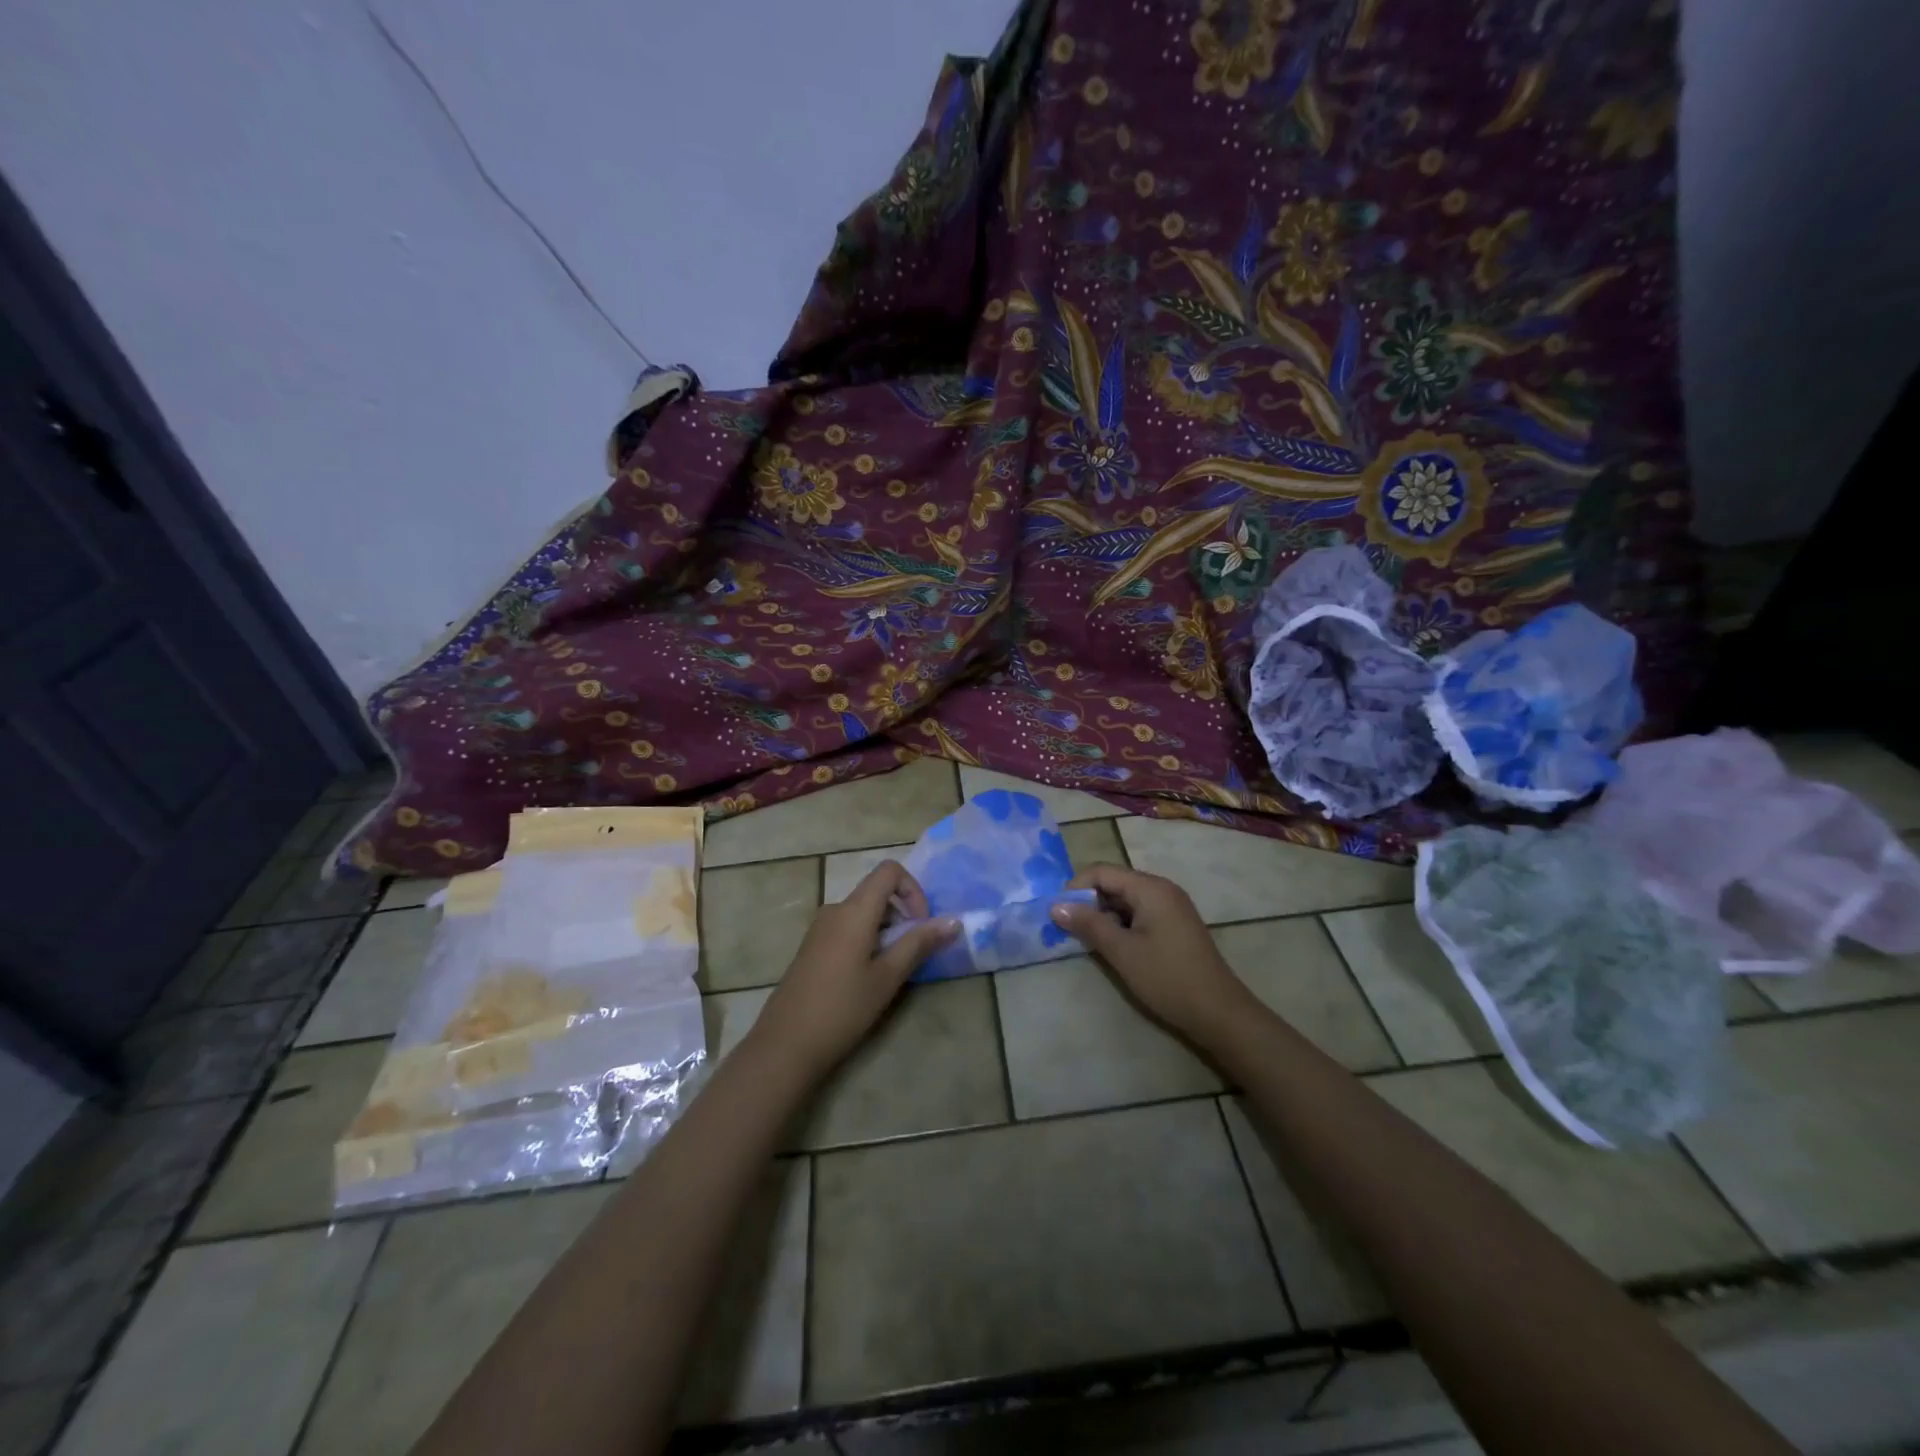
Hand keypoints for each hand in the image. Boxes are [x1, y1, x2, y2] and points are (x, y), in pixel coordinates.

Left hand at [753, 861, 957, 1076]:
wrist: (785, 1044)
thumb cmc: (843, 1008)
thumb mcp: (888, 977)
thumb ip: (919, 944)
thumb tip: (953, 920)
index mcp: (854, 910)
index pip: (889, 871)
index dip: (913, 889)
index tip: (921, 924)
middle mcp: (835, 909)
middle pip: (876, 892)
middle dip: (903, 914)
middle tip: (913, 952)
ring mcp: (820, 928)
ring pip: (863, 912)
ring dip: (886, 930)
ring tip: (892, 969)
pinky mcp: (812, 946)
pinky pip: (847, 927)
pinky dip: (867, 939)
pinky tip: (867, 977)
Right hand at [1051, 863, 1249, 1040]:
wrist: (1218, 1012)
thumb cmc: (1167, 978)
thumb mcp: (1122, 951)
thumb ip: (1088, 924)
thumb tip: (1055, 906)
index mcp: (1151, 888)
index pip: (1103, 871)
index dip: (1076, 887)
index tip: (1057, 911)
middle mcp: (1162, 889)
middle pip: (1115, 883)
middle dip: (1088, 901)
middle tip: (1067, 927)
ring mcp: (1171, 907)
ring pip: (1126, 900)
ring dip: (1103, 915)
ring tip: (1085, 939)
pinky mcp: (1174, 925)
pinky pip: (1139, 913)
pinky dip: (1121, 924)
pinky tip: (1112, 946)